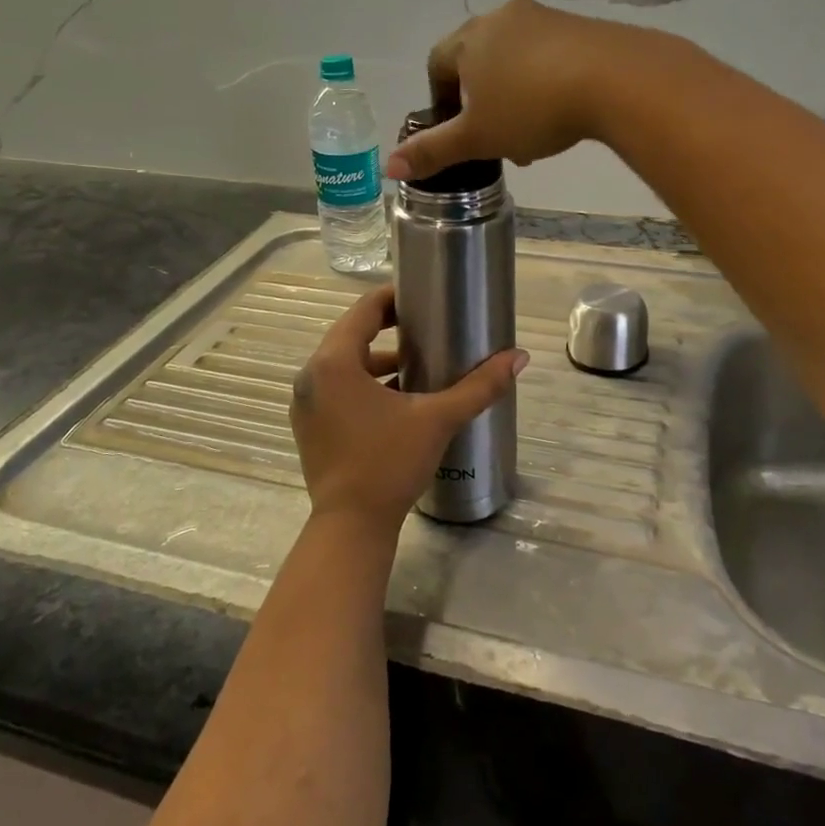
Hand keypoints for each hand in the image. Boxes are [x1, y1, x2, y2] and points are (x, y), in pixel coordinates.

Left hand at [289, 285, 528, 534]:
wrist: (351, 527)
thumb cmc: (389, 464)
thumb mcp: (438, 419)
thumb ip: (479, 386)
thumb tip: (519, 357)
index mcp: (333, 362)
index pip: (363, 310)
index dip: (394, 298)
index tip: (423, 298)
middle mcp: (311, 376)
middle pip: (352, 335)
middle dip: (388, 329)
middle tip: (427, 327)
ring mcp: (305, 403)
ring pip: (344, 364)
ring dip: (377, 359)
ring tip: (417, 363)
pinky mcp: (309, 426)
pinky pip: (336, 389)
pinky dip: (362, 384)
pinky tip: (396, 398)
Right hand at [383, 0, 645, 181]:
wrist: (615, 79)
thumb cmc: (531, 108)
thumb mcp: (477, 137)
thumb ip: (433, 151)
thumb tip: (387, 167)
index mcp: (469, 39)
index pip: (437, 63)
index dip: (440, 99)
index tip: (456, 129)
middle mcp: (502, 18)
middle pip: (477, 61)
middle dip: (481, 102)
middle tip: (496, 138)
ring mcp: (544, 18)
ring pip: (514, 60)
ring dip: (514, 96)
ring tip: (531, 136)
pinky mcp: (580, 26)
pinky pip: (549, 55)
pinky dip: (545, 84)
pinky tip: (562, 114)